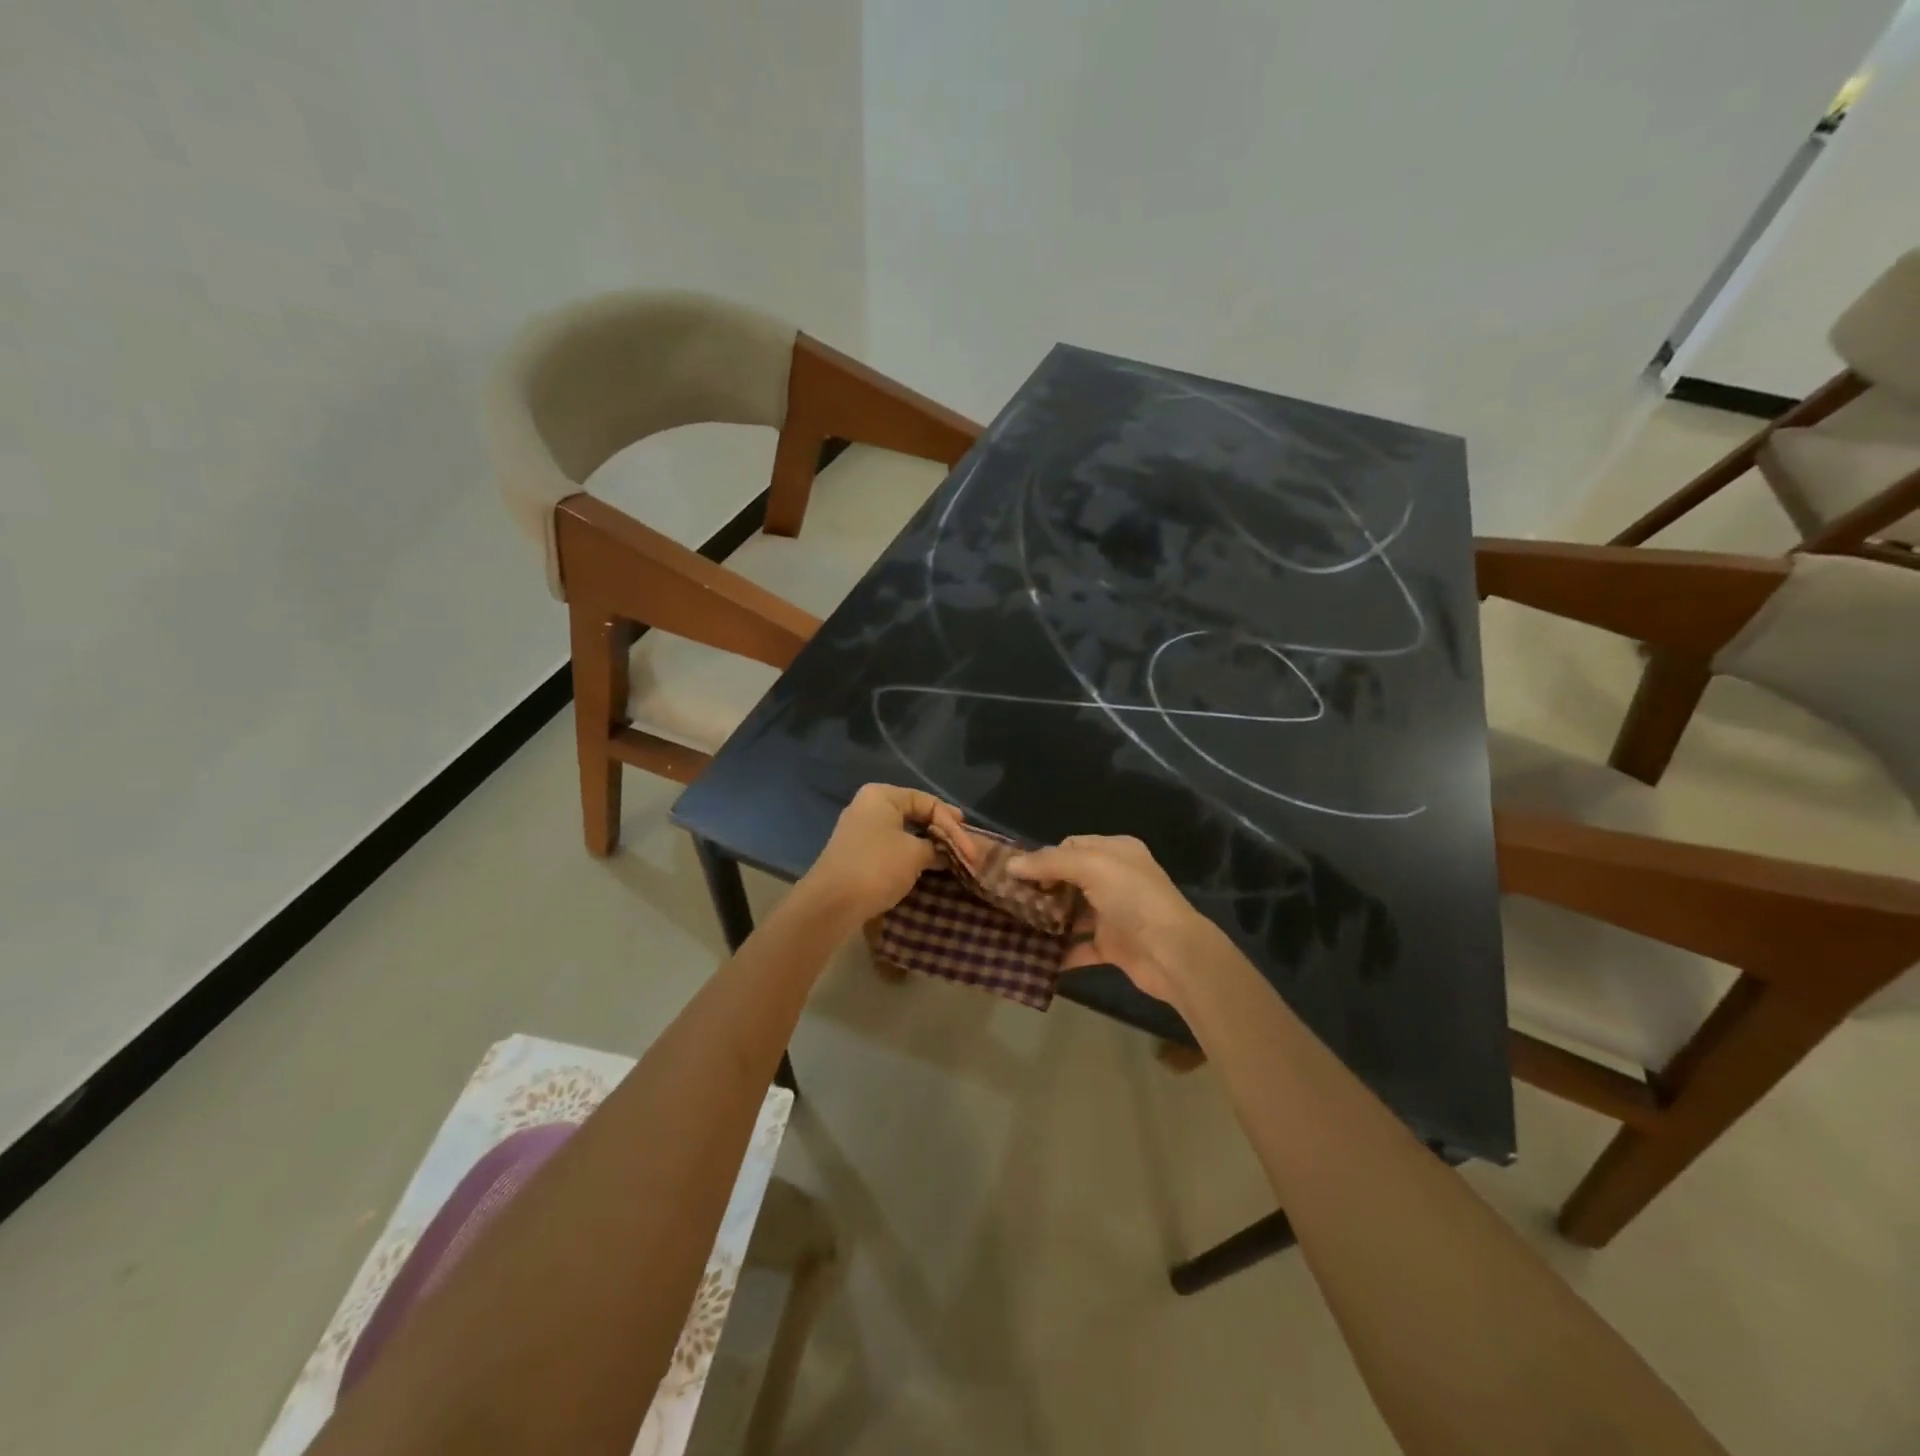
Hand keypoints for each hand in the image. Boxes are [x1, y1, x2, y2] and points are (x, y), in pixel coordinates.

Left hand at [800, 783, 954, 925]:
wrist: (831, 904)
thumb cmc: (877, 867)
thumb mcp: (915, 854)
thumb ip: (937, 847)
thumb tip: (946, 852)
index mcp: (882, 796)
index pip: (928, 802)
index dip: (952, 824)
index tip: (971, 847)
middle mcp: (869, 806)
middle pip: (916, 814)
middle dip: (942, 833)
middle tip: (965, 849)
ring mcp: (860, 830)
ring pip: (904, 832)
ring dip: (928, 845)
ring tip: (950, 858)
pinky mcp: (857, 853)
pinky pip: (892, 846)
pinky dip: (911, 854)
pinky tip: (926, 866)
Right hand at [1009, 835, 1222, 1005]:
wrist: (1172, 953)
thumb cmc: (1134, 898)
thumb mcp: (1092, 866)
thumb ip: (1050, 863)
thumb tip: (1011, 864)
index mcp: (1116, 851)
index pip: (1071, 846)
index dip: (1043, 857)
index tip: (1014, 873)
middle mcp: (1116, 879)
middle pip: (1069, 879)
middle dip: (1041, 888)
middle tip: (1008, 899)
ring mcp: (1114, 913)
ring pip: (1072, 912)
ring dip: (1048, 919)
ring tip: (1013, 925)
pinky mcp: (1112, 945)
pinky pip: (1079, 946)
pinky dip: (1060, 952)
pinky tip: (1034, 955)